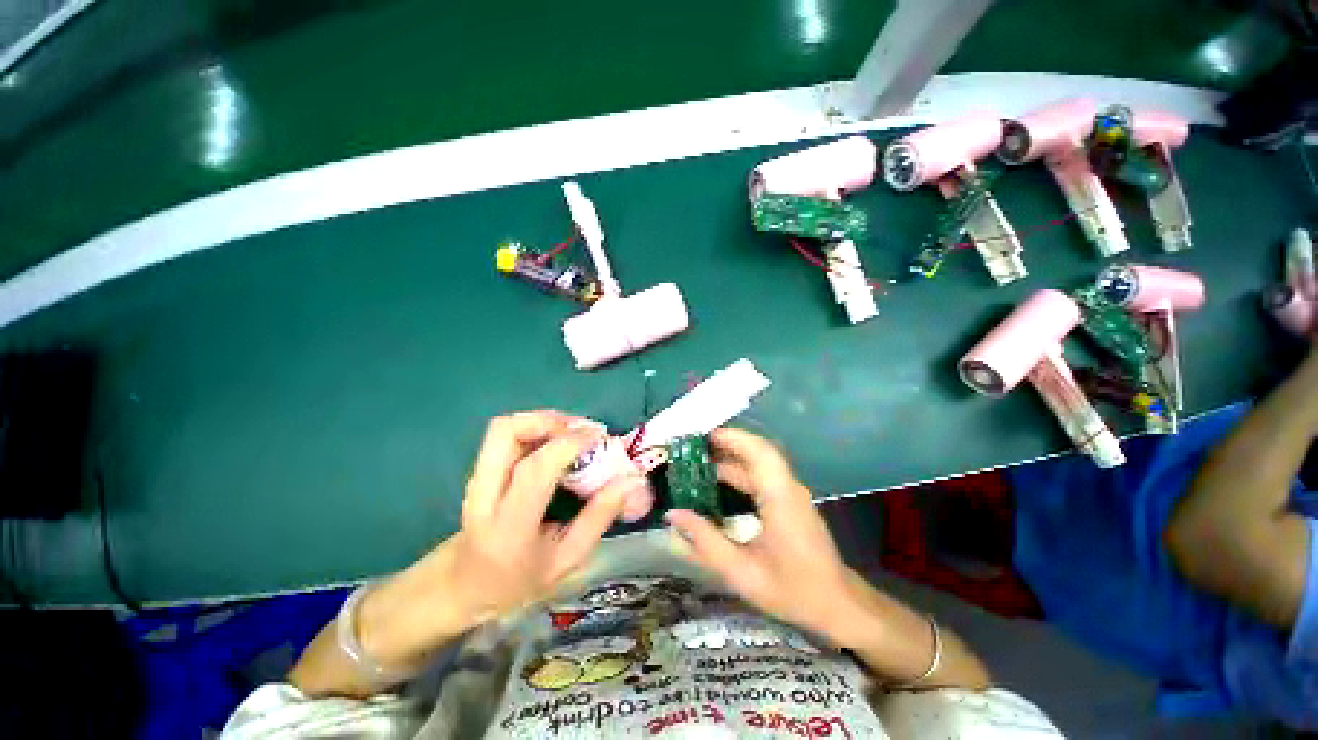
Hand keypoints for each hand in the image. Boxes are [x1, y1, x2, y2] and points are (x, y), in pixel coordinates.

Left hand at [357, 411, 643, 668]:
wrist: (463, 586)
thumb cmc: (519, 580)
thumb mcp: (567, 560)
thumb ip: (599, 517)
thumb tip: (631, 480)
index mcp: (509, 527)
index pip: (535, 469)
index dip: (571, 443)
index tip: (602, 438)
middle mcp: (484, 495)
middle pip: (506, 432)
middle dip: (550, 421)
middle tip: (582, 430)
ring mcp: (476, 478)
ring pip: (504, 427)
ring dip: (544, 421)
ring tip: (573, 433)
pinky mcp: (479, 468)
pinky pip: (508, 434)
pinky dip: (537, 428)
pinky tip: (557, 441)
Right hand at [663, 427, 857, 640]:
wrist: (837, 605)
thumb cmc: (793, 591)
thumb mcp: (742, 572)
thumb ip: (705, 541)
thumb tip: (673, 514)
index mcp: (780, 498)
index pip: (759, 452)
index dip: (731, 438)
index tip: (700, 437)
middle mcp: (787, 487)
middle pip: (756, 452)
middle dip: (723, 445)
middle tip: (688, 450)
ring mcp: (790, 492)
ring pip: (757, 463)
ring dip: (728, 459)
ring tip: (695, 465)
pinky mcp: (788, 500)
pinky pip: (760, 475)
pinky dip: (737, 472)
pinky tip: (716, 484)